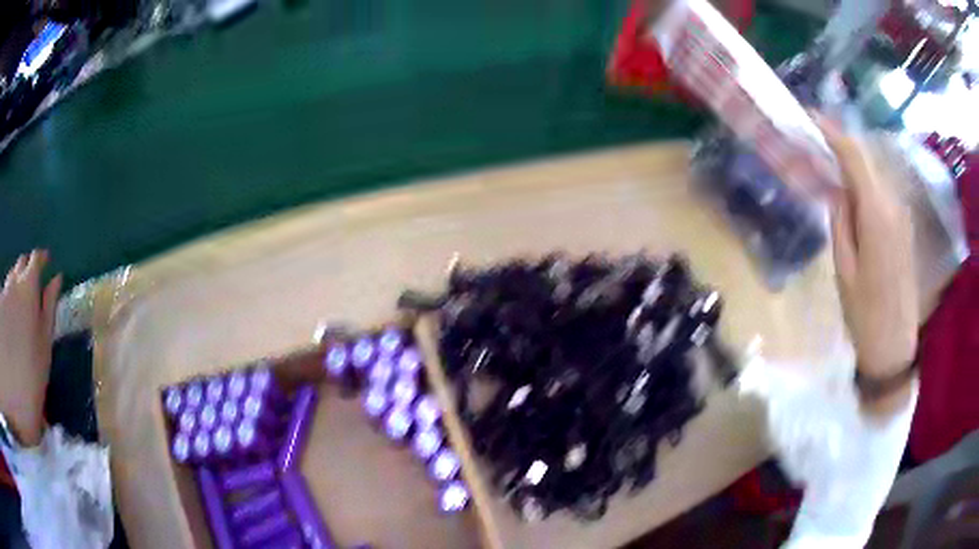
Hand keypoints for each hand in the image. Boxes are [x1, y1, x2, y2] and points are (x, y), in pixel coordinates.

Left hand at [0, 251, 60, 445]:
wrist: (12, 399)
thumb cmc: (31, 379)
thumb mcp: (44, 348)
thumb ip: (49, 309)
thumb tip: (56, 278)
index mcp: (28, 288)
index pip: (36, 259)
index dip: (41, 259)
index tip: (46, 262)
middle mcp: (13, 283)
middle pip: (20, 264)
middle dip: (26, 269)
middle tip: (32, 286)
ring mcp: (3, 295)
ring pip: (10, 277)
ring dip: (15, 284)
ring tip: (19, 303)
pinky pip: (3, 293)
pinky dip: (7, 299)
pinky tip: (9, 319)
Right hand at [817, 119, 918, 413]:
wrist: (894, 346)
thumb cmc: (864, 314)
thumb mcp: (844, 269)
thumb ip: (840, 221)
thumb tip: (836, 189)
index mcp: (877, 214)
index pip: (855, 156)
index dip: (832, 132)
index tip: (809, 117)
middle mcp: (893, 205)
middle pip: (865, 160)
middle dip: (839, 145)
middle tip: (812, 143)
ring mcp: (901, 216)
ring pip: (873, 174)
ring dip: (851, 165)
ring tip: (826, 167)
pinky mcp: (903, 228)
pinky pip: (881, 193)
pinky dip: (863, 184)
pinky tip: (848, 193)